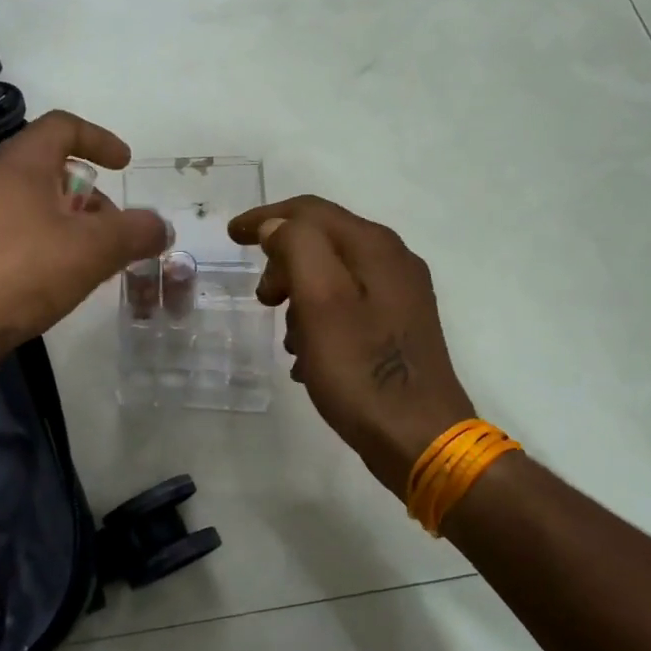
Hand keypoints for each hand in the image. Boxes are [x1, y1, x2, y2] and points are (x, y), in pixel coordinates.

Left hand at [0, 111, 169, 373]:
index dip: (100, 139)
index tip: (124, 165)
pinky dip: (43, 245)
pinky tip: (56, 283)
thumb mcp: (93, 250)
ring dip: (69, 225)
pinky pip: (13, 233)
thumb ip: (135, 232)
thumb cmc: (20, 274)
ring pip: (32, 205)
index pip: (63, 127)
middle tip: (114, 232)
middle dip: (90, 197)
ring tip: (91, 264)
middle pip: (50, 169)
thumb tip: (161, 227)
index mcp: (18, 163)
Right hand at [228, 197, 474, 495]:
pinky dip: (318, 323)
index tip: (230, 236)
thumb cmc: (362, 370)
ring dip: (299, 299)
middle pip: (322, 242)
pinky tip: (308, 359)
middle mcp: (393, 262)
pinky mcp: (399, 329)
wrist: (420, 439)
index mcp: (375, 248)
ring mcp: (401, 297)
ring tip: (286, 340)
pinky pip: (347, 309)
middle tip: (262, 300)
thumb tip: (277, 227)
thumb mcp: (320, 302)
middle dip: (283, 264)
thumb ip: (297, 249)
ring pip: (332, 278)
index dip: (266, 218)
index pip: (310, 212)